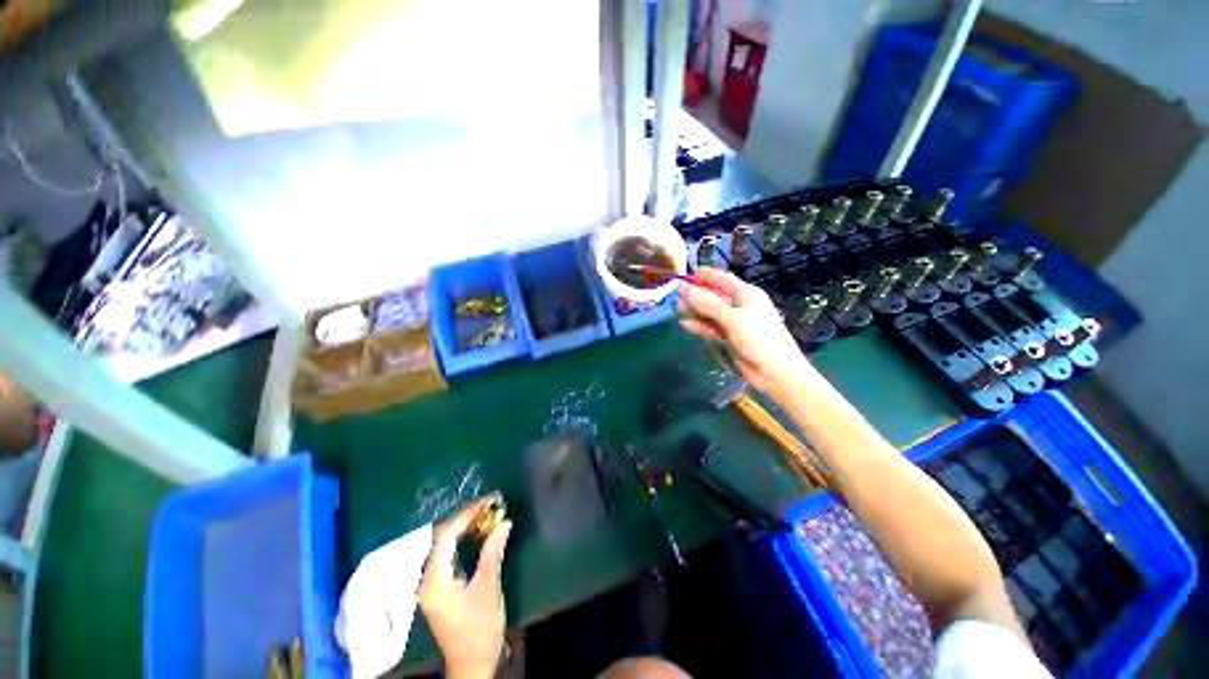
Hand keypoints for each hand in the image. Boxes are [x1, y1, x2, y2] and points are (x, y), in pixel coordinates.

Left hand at [418, 496, 513, 678]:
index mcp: (435, 580)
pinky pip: (448, 555)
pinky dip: (463, 540)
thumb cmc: (480, 628)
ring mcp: (431, 584)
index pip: (446, 535)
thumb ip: (493, 552)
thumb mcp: (488, 588)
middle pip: (443, 537)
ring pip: (445, 545)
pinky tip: (478, 535)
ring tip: (487, 515)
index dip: (467, 514)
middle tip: (491, 505)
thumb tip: (504, 522)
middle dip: (467, 518)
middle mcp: (427, 579)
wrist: (471, 663)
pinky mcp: (439, 588)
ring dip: (465, 527)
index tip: (489, 502)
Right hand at [678, 268, 819, 399]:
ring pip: (711, 313)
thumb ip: (708, 304)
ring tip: (676, 309)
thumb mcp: (733, 318)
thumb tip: (685, 290)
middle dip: (697, 294)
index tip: (688, 273)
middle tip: (676, 294)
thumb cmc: (759, 339)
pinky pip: (712, 328)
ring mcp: (735, 323)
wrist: (775, 372)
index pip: (724, 280)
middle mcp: (740, 306)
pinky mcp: (730, 338)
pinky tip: (686, 325)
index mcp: (747, 295)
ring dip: (696, 311)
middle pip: (715, 296)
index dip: (707, 275)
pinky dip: (700, 326)